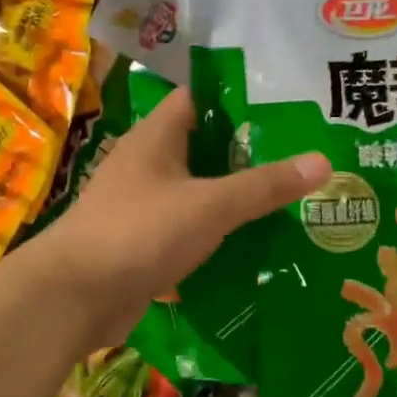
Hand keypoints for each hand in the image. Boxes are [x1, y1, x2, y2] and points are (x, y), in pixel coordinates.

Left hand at [40, 90, 330, 348]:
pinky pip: (190, 227)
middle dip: (249, 152)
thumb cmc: (139, 232)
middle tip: (303, 155)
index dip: (240, 98)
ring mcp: (144, 204)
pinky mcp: (145, 242)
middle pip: (205, 146)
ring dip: (236, 195)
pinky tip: (256, 243)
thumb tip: (323, 161)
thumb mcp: (209, 205)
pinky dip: (218, 232)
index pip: (200, 98)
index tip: (286, 105)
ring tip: (292, 199)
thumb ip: (264, 185)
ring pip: (199, 190)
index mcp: (156, 136)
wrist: (73, 298)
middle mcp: (148, 163)